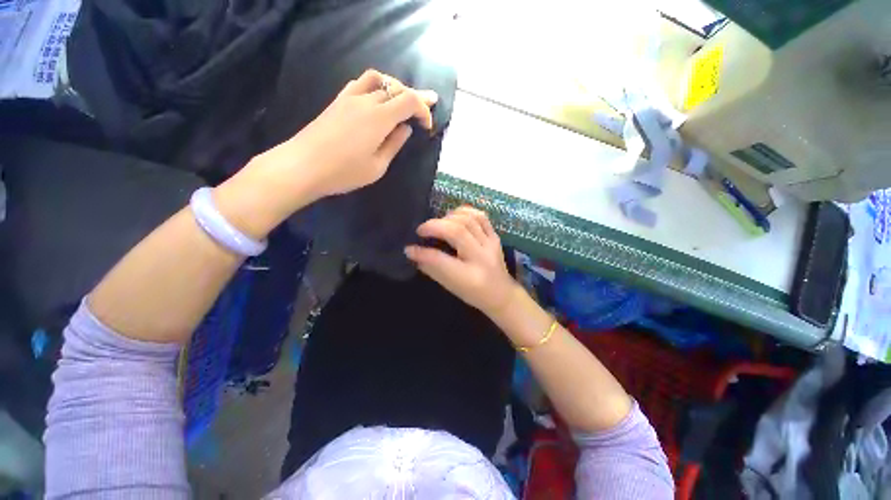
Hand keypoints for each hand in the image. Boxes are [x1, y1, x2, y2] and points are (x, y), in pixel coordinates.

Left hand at [260, 69, 437, 199]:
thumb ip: (394, 144)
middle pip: (396, 88)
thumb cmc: (344, 172)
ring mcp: (349, 98)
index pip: (409, 101)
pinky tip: (377, 98)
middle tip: (429, 102)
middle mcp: (366, 100)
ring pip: (378, 79)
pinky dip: (375, 86)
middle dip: (415, 96)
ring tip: (403, 98)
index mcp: (379, 118)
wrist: (303, 166)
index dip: (423, 110)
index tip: (427, 126)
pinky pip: (360, 83)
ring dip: (394, 86)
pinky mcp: (337, 101)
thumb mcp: (377, 166)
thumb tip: (405, 128)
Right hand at [405, 207, 518, 316]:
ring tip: (438, 223)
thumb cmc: (474, 294)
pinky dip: (466, 212)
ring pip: (469, 220)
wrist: (502, 295)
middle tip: (421, 230)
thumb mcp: (451, 287)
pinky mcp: (495, 237)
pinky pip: (481, 217)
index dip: (422, 252)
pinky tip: (455, 216)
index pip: (440, 260)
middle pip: (456, 232)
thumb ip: (432, 269)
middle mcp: (480, 257)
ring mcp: (490, 245)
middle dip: (434, 226)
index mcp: (468, 276)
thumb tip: (414, 254)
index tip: (409, 248)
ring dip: (449, 217)